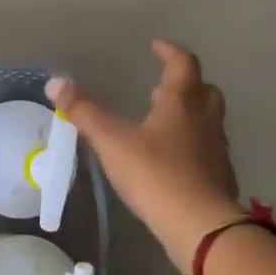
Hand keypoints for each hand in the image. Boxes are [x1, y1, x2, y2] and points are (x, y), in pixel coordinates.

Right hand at [48, 42, 246, 274]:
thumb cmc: (156, 175)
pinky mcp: (220, 178)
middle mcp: (205, 119)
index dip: (169, 51)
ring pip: (209, 121)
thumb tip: (55, 83)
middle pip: (204, 89)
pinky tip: (173, 160)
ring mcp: (217, 150)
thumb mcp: (112, 141)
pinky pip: (208, 150)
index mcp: (182, 102)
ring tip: (163, 122)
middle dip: (185, 83)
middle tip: (161, 87)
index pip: (182, 63)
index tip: (156, 46)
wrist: (202, 228)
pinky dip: (193, 146)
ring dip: (190, 114)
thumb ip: (84, 112)